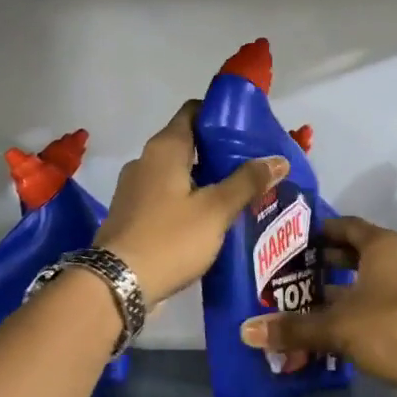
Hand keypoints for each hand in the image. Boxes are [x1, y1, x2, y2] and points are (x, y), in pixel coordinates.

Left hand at [95, 100, 288, 305]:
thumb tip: (279, 159)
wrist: (117, 285)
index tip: (249, 130)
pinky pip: (166, 198)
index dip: (221, 116)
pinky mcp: (132, 216)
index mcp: (164, 149)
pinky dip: (189, 202)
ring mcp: (135, 189)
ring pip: (178, 174)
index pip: (193, 112)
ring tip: (239, 196)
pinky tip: (211, 222)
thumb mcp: (215, 210)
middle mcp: (145, 161)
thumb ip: (247, 182)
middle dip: (220, 154)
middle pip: (188, 144)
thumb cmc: (169, 239)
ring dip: (206, 181)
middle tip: (253, 168)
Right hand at [237, 216, 396, 396]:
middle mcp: (392, 263)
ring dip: (327, 296)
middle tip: (280, 274)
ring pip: (356, 287)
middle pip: (348, 256)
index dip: (315, 231)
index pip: (343, 226)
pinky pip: (363, 313)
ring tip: (289, 304)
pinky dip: (341, 319)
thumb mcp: (337, 325)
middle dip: (316, 265)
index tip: (284, 240)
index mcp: (381, 246)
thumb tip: (246, 332)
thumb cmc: (391, 328)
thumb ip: (293, 327)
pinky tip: (313, 332)